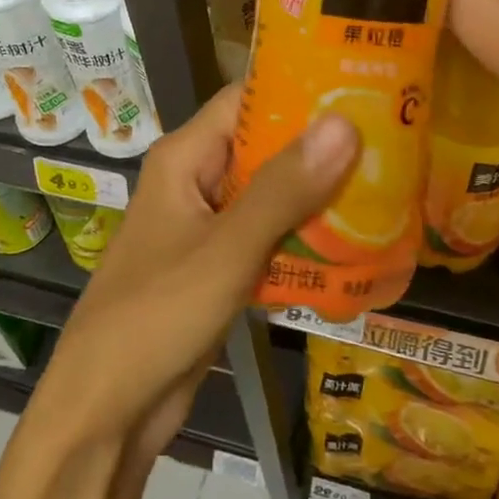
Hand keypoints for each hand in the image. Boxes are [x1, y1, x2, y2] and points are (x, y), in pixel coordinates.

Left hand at [28, 85, 357, 460]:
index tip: (363, 87)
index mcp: (185, 159)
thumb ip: (284, 189)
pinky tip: (356, 242)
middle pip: (265, 147)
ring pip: (271, 195)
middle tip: (392, 139)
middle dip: (322, 146)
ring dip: (319, 194)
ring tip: (388, 183)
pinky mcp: (219, 268)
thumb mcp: (226, 249)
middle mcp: (195, 183)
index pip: (247, 100)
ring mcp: (207, 228)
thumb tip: (344, 122)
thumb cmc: (155, 318)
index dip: (301, 89)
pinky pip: (268, 238)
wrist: (105, 412)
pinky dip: (304, 238)